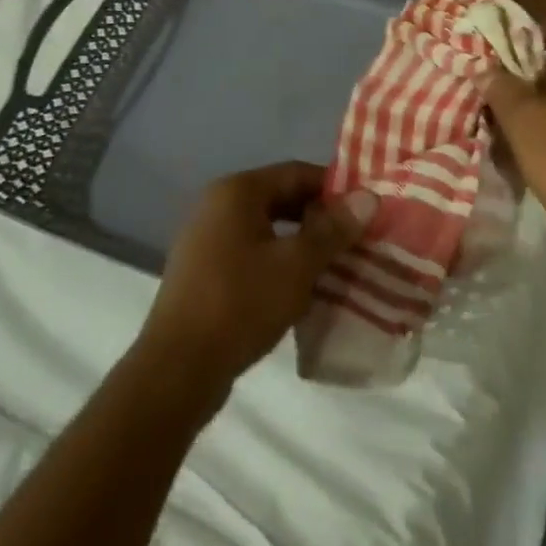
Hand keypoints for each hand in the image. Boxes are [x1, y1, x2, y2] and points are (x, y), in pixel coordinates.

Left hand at [140, 162, 372, 397]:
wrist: (176, 372)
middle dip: (321, 218)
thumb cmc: (241, 304)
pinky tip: (301, 288)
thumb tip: (369, 196)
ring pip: (268, 229)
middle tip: (355, 238)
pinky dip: (279, 262)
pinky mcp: (202, 273)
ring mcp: (205, 240)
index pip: (298, 172)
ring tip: (335, 264)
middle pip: (282, 198)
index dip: (336, 189)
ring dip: (302, 243)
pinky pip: (251, 253)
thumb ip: (334, 228)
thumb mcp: (298, 264)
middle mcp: (217, 206)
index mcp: (237, 192)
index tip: (365, 212)